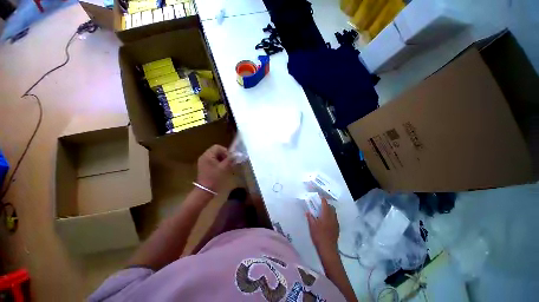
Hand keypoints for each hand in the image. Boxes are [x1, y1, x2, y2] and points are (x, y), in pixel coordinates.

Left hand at [196, 145, 232, 191]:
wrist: (205, 190)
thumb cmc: (215, 178)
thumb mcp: (224, 168)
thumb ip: (230, 159)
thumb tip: (237, 154)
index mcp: (208, 155)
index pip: (217, 147)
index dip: (225, 151)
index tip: (229, 158)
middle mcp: (204, 156)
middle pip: (216, 150)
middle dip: (224, 155)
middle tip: (228, 162)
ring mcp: (203, 161)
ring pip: (215, 155)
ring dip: (221, 159)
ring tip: (226, 166)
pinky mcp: (204, 166)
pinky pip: (212, 160)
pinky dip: (218, 162)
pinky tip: (221, 169)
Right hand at [306, 197, 339, 253]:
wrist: (328, 248)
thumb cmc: (318, 235)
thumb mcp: (312, 225)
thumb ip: (310, 217)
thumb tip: (308, 212)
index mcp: (326, 214)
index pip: (325, 204)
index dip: (322, 199)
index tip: (319, 197)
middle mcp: (332, 217)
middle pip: (331, 207)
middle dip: (327, 205)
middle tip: (320, 205)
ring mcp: (336, 223)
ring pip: (334, 213)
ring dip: (329, 211)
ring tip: (323, 213)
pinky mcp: (337, 229)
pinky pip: (334, 219)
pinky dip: (331, 217)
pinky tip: (326, 221)